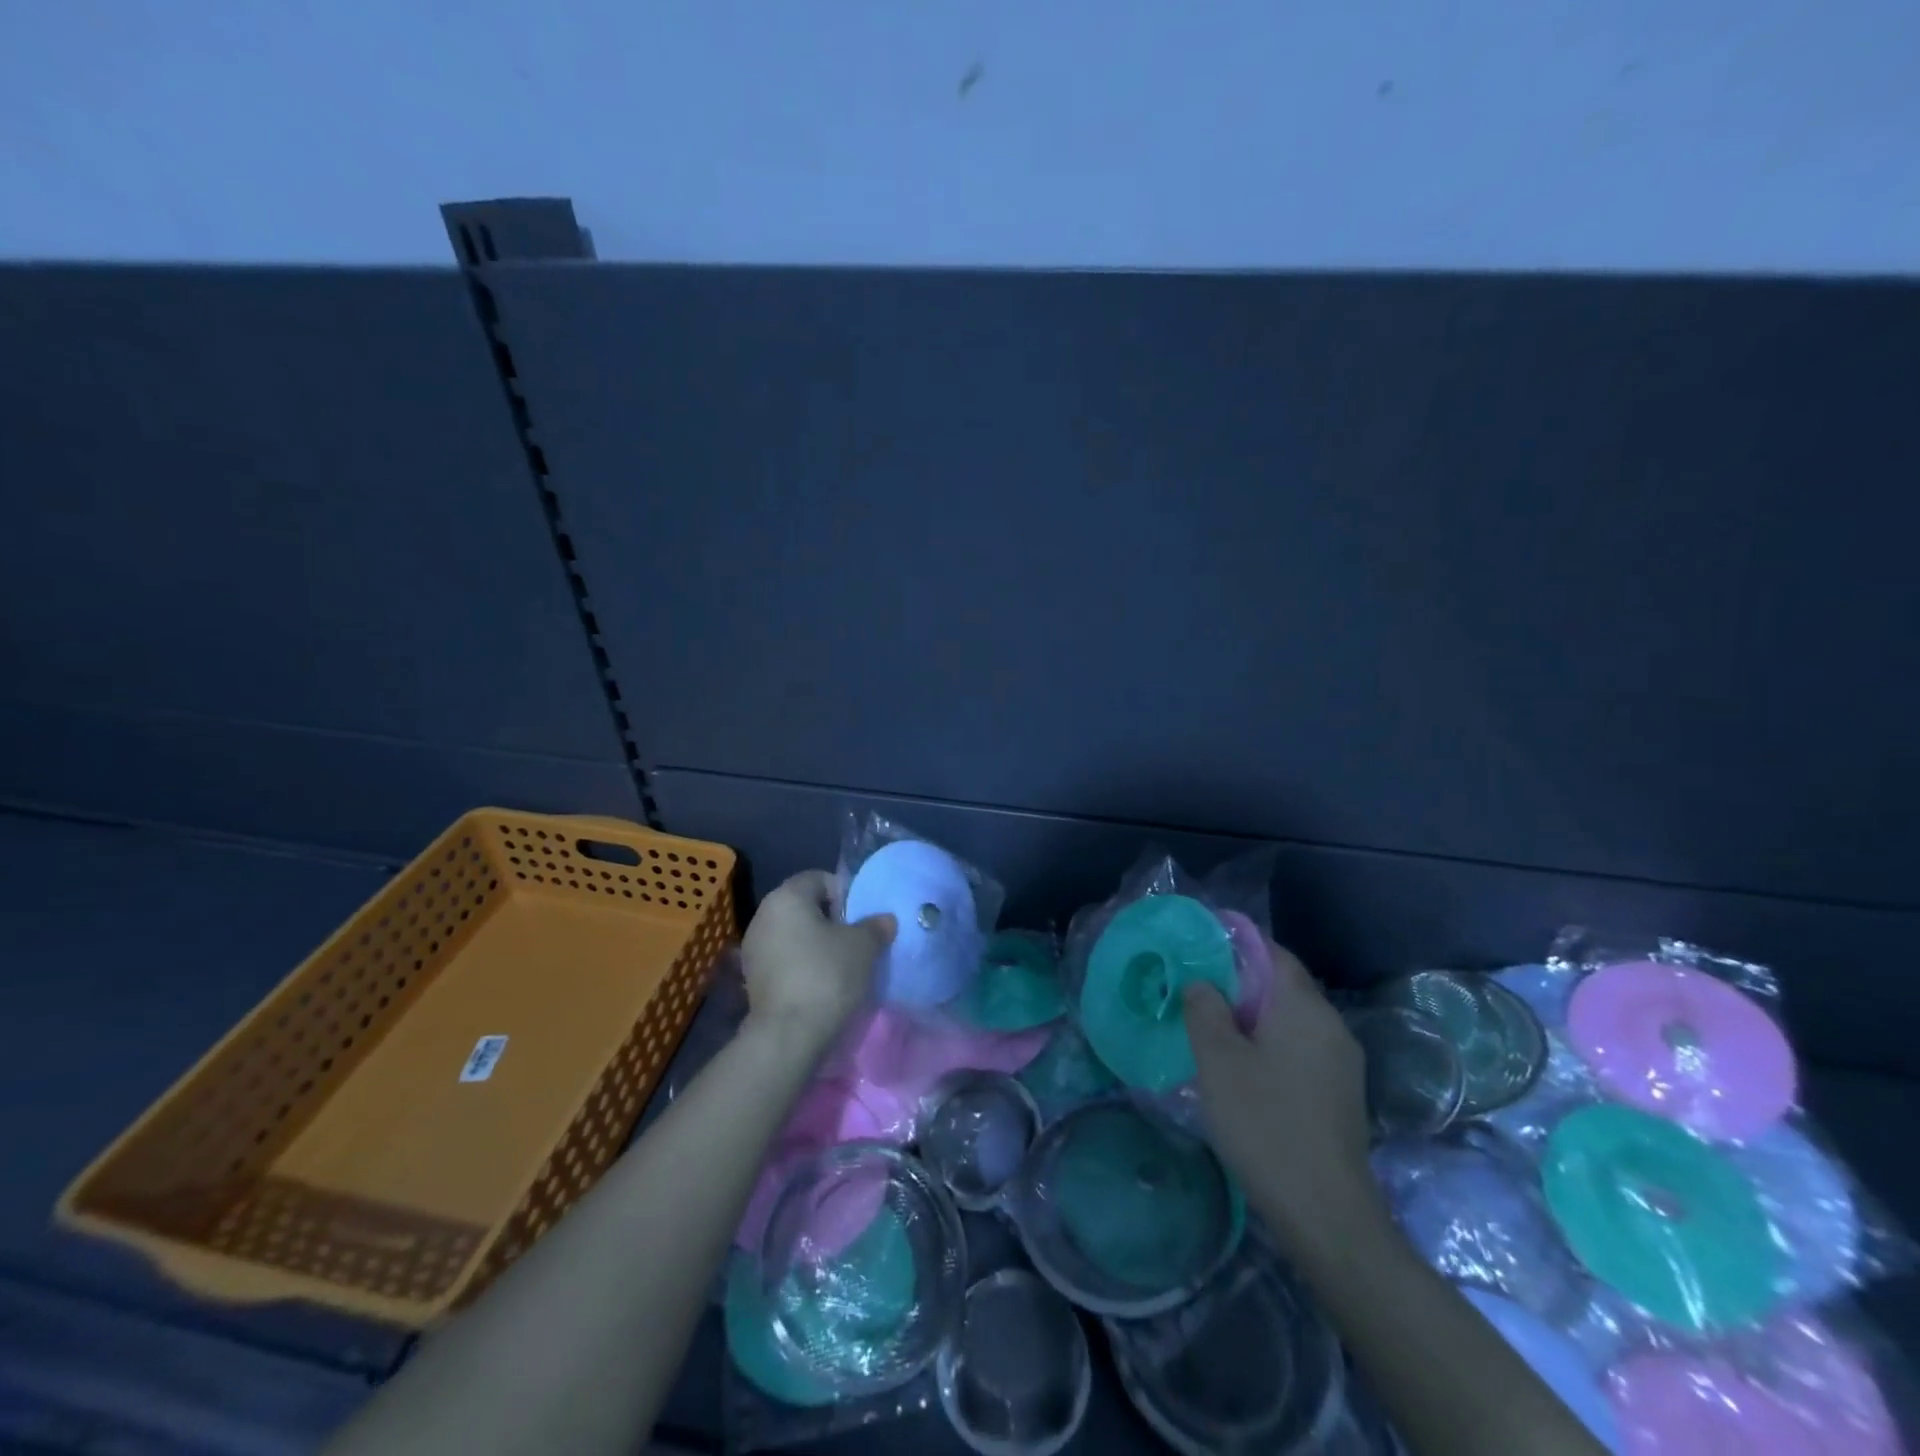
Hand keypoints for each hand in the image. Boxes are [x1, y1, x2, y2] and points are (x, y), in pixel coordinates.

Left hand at [741, 870, 895, 1055]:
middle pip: (805, 906)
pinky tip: (821, 983)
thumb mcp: (863, 946)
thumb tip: (885, 920)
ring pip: (794, 933)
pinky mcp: (752, 977)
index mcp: (787, 896)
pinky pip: (784, 958)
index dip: (845, 893)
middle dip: (831, 919)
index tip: (861, 917)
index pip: (819, 879)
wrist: (788, 1034)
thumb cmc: (827, 975)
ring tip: (841, 964)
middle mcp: (763, 914)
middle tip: (856, 940)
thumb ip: (876, 926)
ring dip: (816, 943)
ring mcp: (753, 947)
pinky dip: (802, 963)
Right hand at [1183, 945, 1384, 1250]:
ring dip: (1253, 1018)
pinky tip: (1242, 1071)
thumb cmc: (1265, 1124)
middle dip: (1240, 983)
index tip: (1200, 947)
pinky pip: (1300, 1050)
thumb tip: (1203, 983)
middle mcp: (1332, 1026)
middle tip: (1196, 992)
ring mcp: (1342, 1064)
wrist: (1326, 1215)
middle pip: (1283, 986)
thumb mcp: (1218, 1060)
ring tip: (1212, 1031)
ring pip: (1291, 1021)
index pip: (1273, 953)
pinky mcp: (1341, 1096)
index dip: (1237, 943)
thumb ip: (1205, 1009)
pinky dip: (1270, 1046)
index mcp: (1305, 1008)